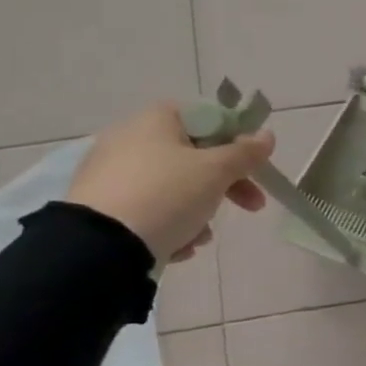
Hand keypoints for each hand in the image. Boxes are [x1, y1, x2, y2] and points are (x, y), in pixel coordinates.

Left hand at [67, 102, 274, 262]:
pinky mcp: (101, 205)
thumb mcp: (217, 171)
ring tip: (202, 236)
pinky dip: (169, 224)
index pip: (209, 118)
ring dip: (199, 209)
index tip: (254, 168)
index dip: (237, 141)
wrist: (99, 247)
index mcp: (156, 120)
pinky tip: (177, 246)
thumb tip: (266, 135)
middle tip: (251, 206)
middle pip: (194, 156)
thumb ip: (246, 153)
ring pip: (174, 186)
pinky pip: (149, 208)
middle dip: (227, 184)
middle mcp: (129, 138)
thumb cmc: (167, 195)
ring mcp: (111, 172)